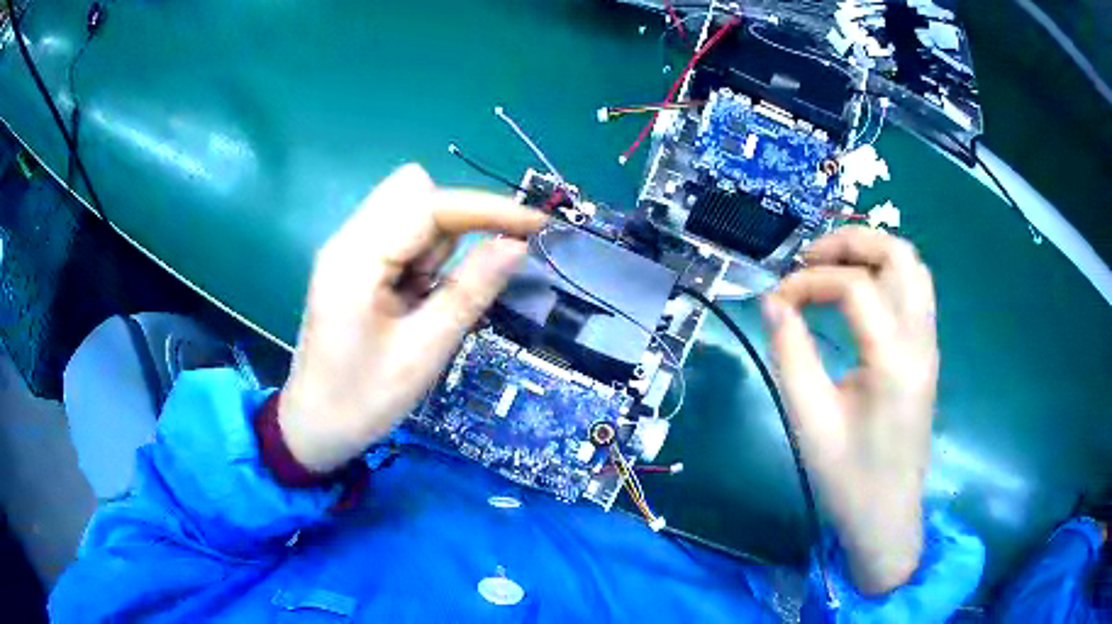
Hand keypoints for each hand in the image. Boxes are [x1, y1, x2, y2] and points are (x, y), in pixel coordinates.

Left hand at [279, 164, 546, 473]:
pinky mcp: (353, 262)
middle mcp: (348, 239)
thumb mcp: (423, 353)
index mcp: (357, 259)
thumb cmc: (363, 400)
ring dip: (438, 246)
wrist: (314, 425)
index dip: (486, 208)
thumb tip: (517, 245)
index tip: (534, 225)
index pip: (429, 203)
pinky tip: (414, 300)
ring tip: (426, 304)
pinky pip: (401, 235)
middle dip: (455, 224)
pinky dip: (423, 258)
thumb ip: (470, 292)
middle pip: (414, 192)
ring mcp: (348, 248)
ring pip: (410, 211)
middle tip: (457, 282)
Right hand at [763, 227, 936, 594]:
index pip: (857, 286)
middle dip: (851, 243)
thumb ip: (790, 353)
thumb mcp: (809, 420)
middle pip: (900, 255)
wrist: (887, 516)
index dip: (810, 280)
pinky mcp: (926, 354)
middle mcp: (921, 341)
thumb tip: (773, 301)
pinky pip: (914, 291)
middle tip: (810, 261)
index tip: (778, 300)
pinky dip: (884, 276)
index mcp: (894, 360)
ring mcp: (929, 346)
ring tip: (831, 271)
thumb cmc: (848, 478)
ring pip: (913, 267)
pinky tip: (855, 297)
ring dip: (871, 254)